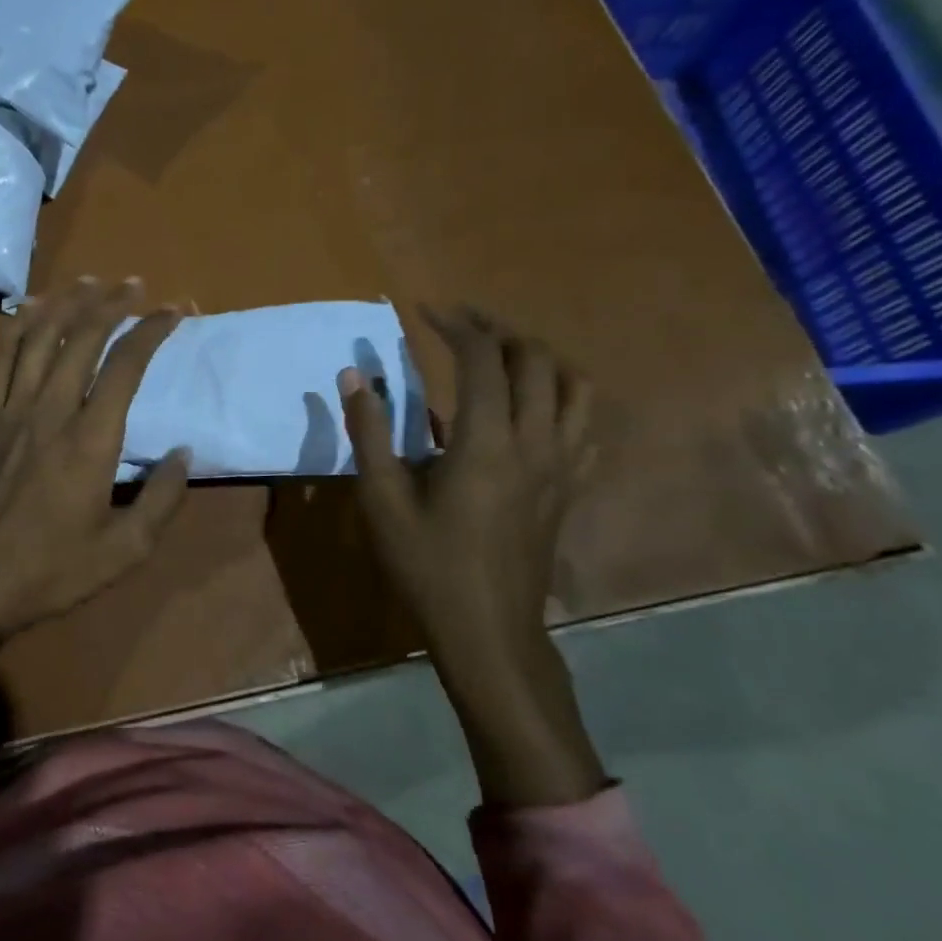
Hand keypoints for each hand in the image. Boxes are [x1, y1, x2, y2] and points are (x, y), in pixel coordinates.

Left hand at [0, 278, 189, 685]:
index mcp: (89, 440)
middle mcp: (49, 410)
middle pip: (81, 337)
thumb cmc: (49, 573)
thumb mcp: (124, 552)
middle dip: (112, 303)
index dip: (152, 330)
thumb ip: (161, 500)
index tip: (175, 311)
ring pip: (38, 337)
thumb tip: (182, 452)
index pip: (125, 365)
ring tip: (89, 281)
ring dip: (66, 303)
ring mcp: (9, 410)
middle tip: (135, 284)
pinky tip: (29, 310)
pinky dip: (17, 326)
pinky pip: (0, 359)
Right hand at [340, 307, 593, 658]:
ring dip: (539, 358)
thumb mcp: (382, 499)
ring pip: (574, 386)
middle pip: (536, 360)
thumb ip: (369, 431)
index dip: (455, 325)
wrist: (486, 628)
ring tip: (503, 355)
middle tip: (460, 325)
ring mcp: (563, 465)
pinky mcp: (571, 486)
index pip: (482, 359)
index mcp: (486, 441)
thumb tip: (354, 376)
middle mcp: (535, 441)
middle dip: (498, 330)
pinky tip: (537, 405)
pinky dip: (565, 398)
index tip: (424, 312)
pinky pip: (587, 426)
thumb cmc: (427, 563)